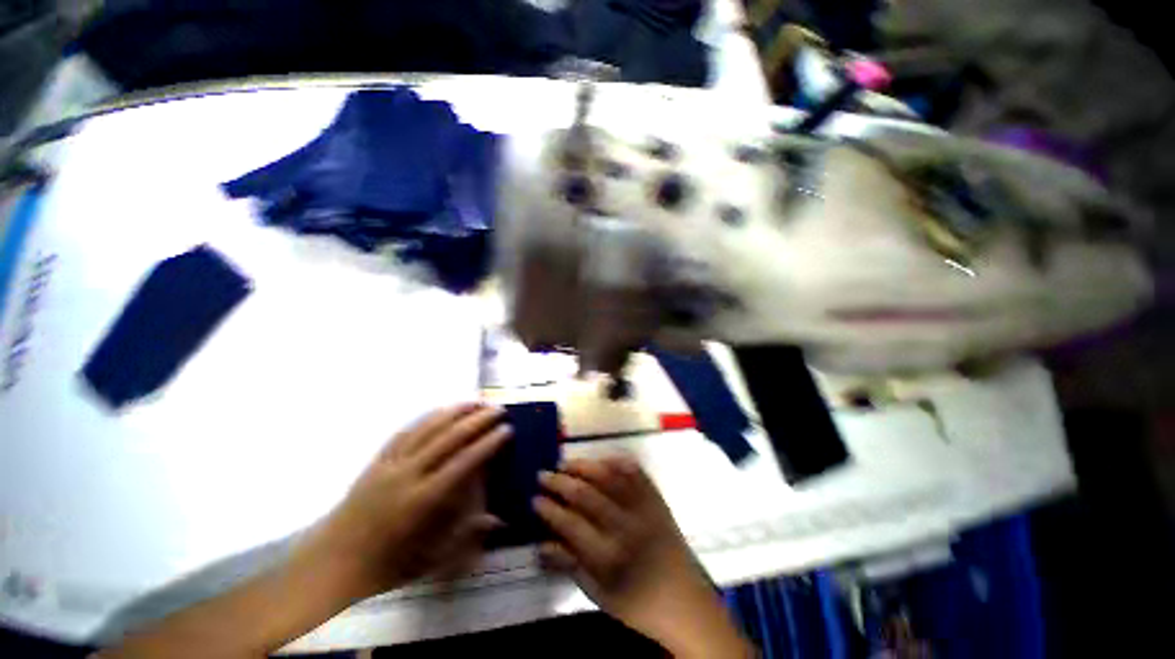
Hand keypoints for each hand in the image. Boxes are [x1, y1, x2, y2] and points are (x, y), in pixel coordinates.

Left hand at [298, 403, 511, 600]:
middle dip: (477, 420)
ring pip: (427, 428)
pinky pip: (406, 432)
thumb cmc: (384, 566)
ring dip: (454, 412)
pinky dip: (427, 418)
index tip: (507, 430)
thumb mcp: (430, 560)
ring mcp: (389, 464)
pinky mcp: (377, 460)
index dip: (488, 444)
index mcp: (422, 500)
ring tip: (476, 402)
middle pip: (448, 438)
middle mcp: (407, 475)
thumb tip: (499, 518)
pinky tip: (441, 411)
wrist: (331, 564)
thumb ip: (467, 535)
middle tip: (499, 409)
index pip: (463, 463)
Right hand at [534, 456, 751, 657]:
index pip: (570, 523)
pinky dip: (616, 461)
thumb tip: (541, 544)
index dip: (549, 508)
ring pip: (608, 476)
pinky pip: (635, 472)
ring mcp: (643, 507)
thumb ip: (569, 565)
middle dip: (560, 482)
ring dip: (584, 466)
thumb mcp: (598, 594)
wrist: (685, 599)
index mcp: (608, 556)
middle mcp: (625, 526)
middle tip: (544, 474)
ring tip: (566, 462)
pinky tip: (601, 459)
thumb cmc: (637, 603)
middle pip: (585, 494)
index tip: (535, 498)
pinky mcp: (656, 498)